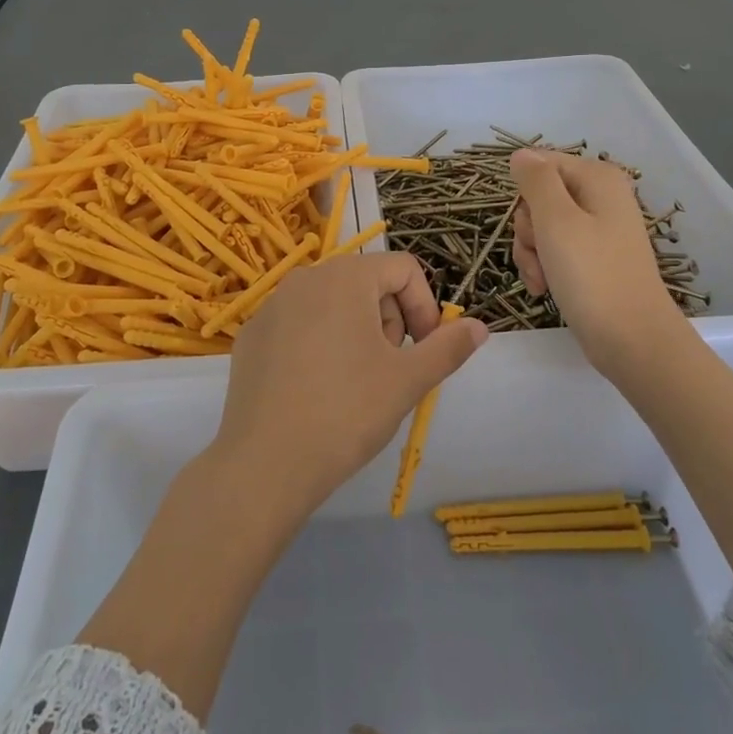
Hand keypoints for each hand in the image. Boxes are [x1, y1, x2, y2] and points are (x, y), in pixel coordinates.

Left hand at [210, 252, 488, 517]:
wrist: (265, 464)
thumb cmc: (346, 413)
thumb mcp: (407, 380)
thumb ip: (448, 347)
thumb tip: (479, 327)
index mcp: (345, 277)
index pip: (403, 269)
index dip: (425, 306)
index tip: (423, 350)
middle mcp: (306, 278)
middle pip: (367, 282)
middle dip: (390, 319)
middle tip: (390, 369)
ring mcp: (272, 305)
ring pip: (332, 303)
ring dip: (357, 332)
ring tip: (355, 382)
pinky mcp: (253, 335)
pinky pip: (299, 324)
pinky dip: (319, 343)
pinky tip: (316, 389)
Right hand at [510, 149, 682, 373]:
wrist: (632, 341)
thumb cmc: (593, 276)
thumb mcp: (556, 220)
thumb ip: (535, 180)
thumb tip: (521, 154)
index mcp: (598, 178)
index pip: (540, 165)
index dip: (525, 194)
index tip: (531, 224)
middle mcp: (600, 197)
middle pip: (539, 197)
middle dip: (528, 229)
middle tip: (540, 254)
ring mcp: (598, 230)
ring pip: (541, 227)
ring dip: (531, 253)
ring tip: (542, 279)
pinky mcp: (593, 259)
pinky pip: (554, 251)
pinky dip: (543, 267)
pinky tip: (544, 289)